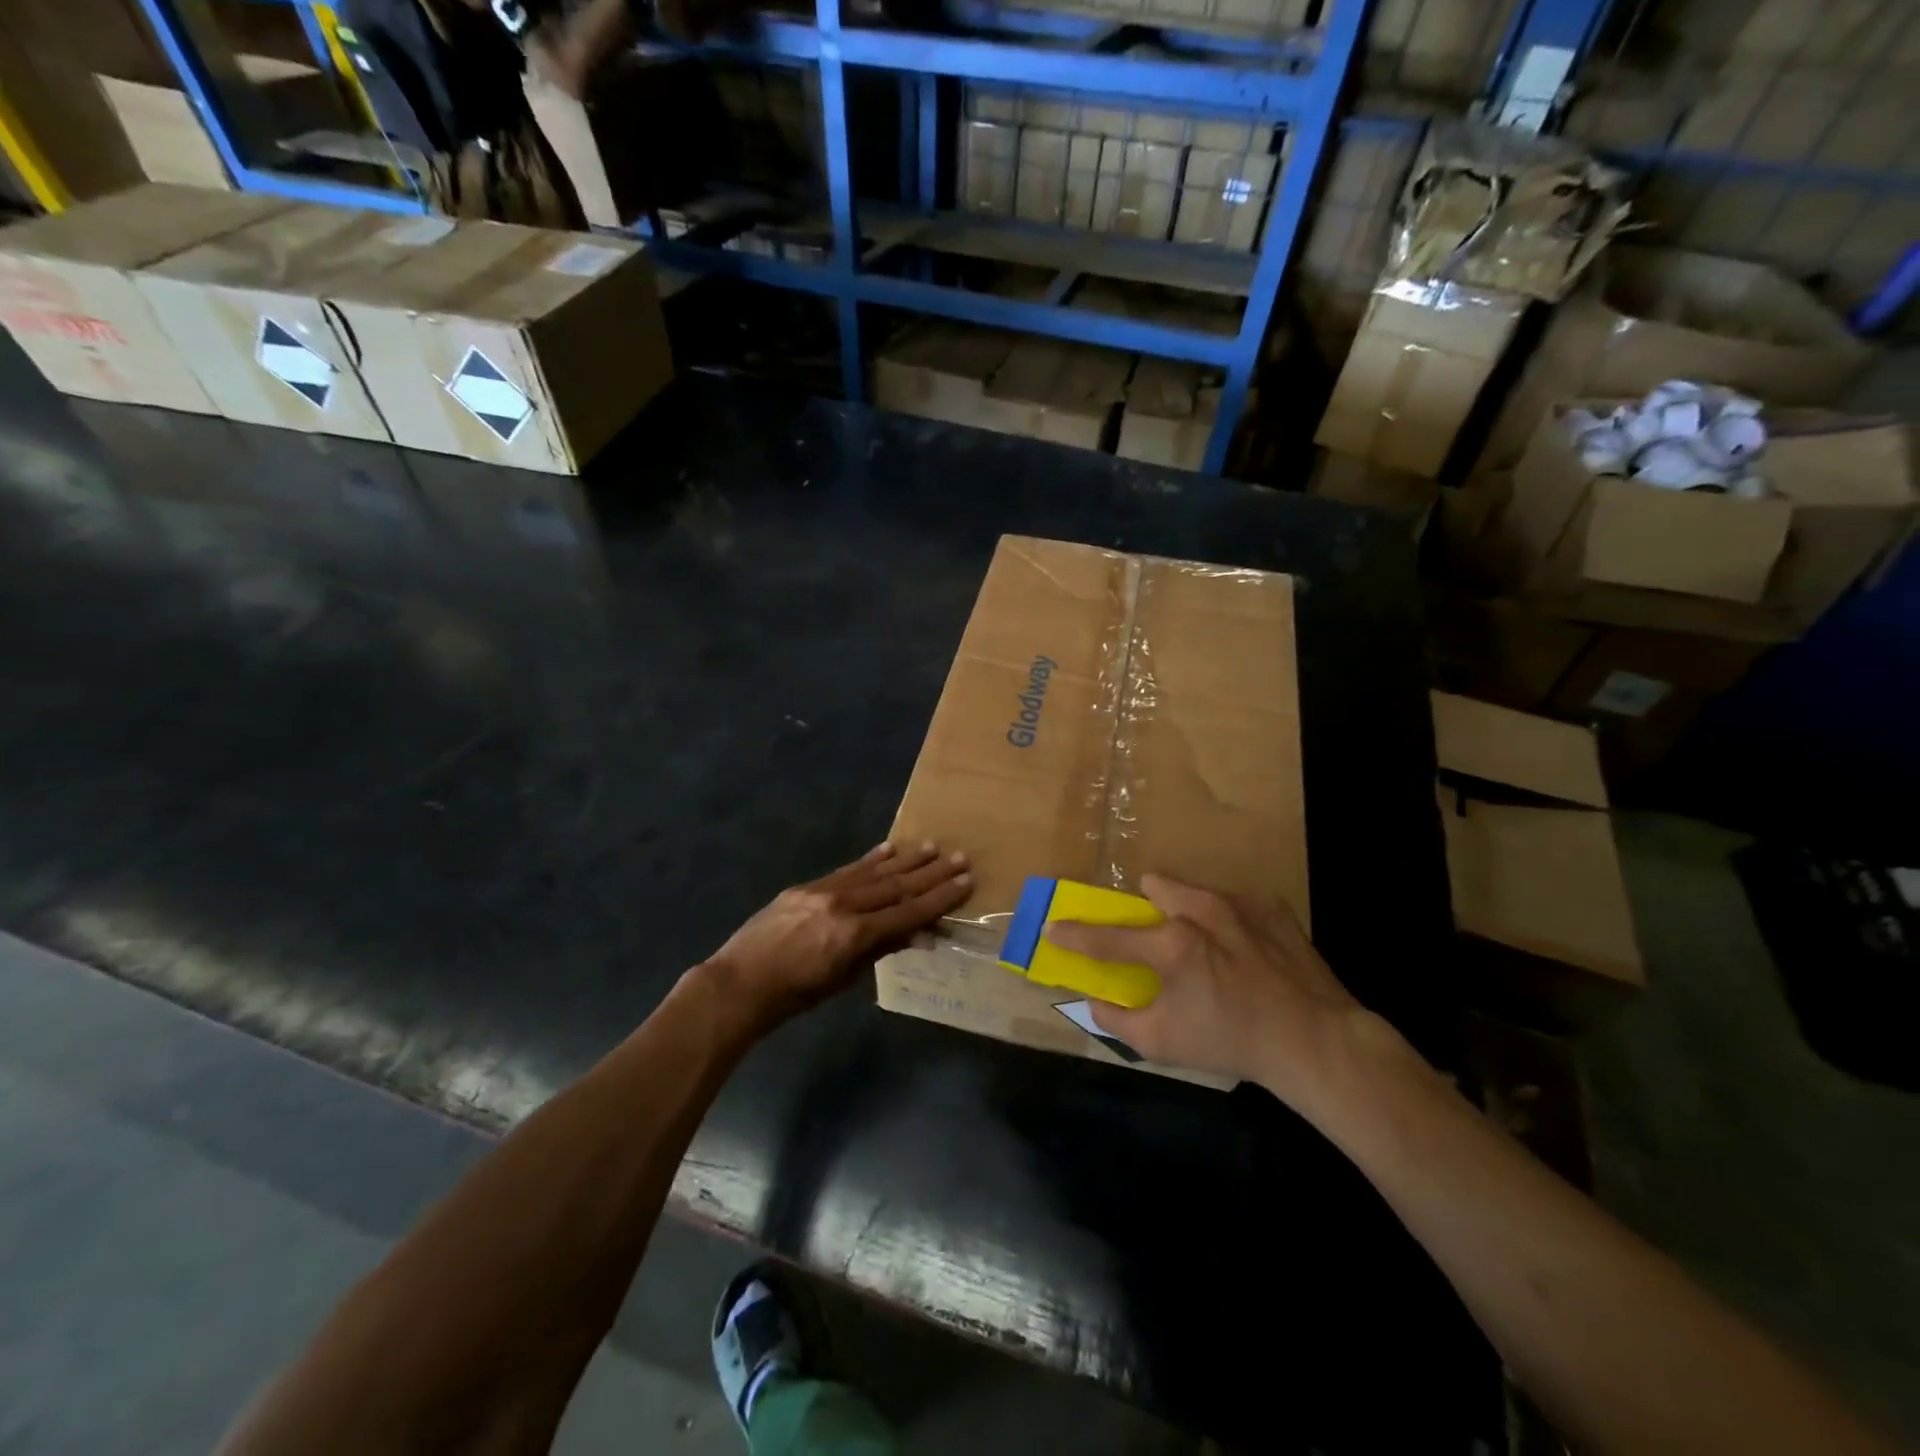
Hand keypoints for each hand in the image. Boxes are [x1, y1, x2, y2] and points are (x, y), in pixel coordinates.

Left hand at [703, 841, 970, 1029]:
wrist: (739, 983)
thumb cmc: (794, 995)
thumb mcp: (842, 979)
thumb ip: (880, 950)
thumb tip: (919, 934)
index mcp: (853, 935)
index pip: (907, 912)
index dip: (939, 898)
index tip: (965, 882)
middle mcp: (843, 905)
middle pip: (896, 887)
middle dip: (931, 873)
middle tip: (960, 857)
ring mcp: (824, 891)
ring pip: (874, 872)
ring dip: (906, 860)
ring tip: (933, 847)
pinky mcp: (808, 886)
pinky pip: (847, 870)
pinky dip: (871, 859)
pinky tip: (890, 849)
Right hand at [1047, 875, 1365, 1106]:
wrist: (1315, 1040)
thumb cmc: (1231, 1040)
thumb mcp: (1163, 1043)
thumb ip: (1119, 1020)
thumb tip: (1096, 1001)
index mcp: (1171, 944)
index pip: (1107, 937)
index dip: (1075, 934)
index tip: (1054, 926)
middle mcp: (1201, 911)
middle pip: (1156, 886)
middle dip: (1147, 904)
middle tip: (1156, 934)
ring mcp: (1240, 904)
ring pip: (1196, 889)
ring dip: (1188, 909)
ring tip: (1206, 944)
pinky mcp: (1273, 908)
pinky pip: (1237, 902)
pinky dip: (1230, 921)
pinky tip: (1245, 950)